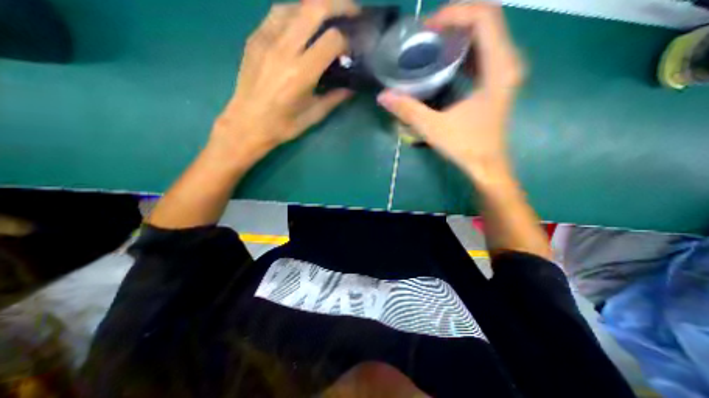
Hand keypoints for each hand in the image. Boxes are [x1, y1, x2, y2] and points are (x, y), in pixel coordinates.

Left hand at [208, 0, 353, 161]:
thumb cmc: (283, 125)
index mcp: (301, 73)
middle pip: (314, 7)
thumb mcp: (314, 115)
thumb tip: (352, 87)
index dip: (348, 40)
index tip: (354, 48)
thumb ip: (335, 98)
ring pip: (295, 5)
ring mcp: (266, 39)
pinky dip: (295, 14)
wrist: (247, 124)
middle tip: (352, 13)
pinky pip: (277, 13)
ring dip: (316, 8)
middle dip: (339, 4)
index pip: (332, 40)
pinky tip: (302, 26)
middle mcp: (284, 49)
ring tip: (328, 19)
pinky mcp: (255, 38)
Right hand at [379, 4, 521, 183]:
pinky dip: (462, 50)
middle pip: (486, 20)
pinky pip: (482, 53)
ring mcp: (504, 72)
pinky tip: (443, 61)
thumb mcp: (434, 128)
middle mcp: (507, 63)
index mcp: (499, 68)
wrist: (486, 165)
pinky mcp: (496, 82)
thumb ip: (408, 110)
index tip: (428, 28)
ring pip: (485, 36)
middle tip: (426, 33)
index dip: (455, 13)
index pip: (484, 17)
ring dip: (458, 34)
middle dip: (455, 20)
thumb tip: (382, 96)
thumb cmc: (466, 147)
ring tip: (432, 43)